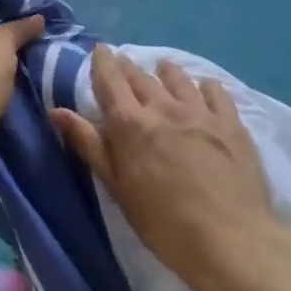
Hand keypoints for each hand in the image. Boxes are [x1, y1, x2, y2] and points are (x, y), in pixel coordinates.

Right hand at [51, 47, 290, 290]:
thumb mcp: (117, 188)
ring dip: (165, 72)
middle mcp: (164, 108)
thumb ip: (89, 145)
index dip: (103, 63)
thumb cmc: (162, 222)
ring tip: (161, 69)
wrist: (230, 240)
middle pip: (142, 78)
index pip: (111, 81)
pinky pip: (216, 92)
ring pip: (178, 79)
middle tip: (123, 61)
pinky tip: (204, 88)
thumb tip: (58, 111)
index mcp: (131, 124)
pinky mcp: (232, 124)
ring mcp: (201, 113)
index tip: (100, 50)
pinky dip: (204, 85)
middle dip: (129, 67)